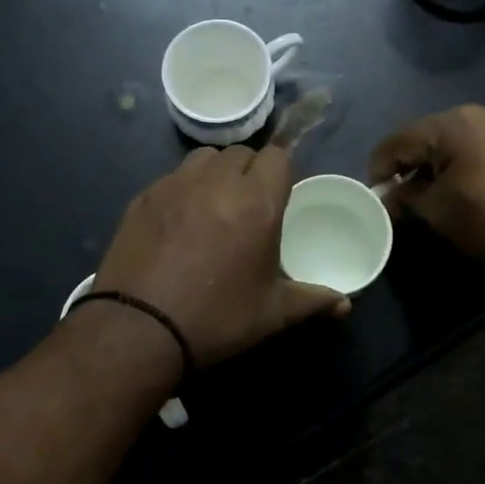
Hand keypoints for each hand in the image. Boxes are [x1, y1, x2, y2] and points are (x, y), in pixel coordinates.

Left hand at [93, 145, 349, 368]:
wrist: (139, 330)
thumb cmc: (216, 319)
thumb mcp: (272, 315)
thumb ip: (312, 301)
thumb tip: (346, 304)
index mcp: (256, 203)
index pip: (278, 156)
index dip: (281, 173)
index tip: (278, 199)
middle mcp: (217, 182)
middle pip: (242, 153)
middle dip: (250, 172)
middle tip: (248, 207)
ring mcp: (175, 185)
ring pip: (205, 158)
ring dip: (216, 173)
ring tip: (213, 206)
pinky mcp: (144, 196)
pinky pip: (173, 176)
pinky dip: (184, 188)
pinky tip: (180, 221)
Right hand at [368, 102, 484, 273]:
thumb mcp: (439, 214)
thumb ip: (406, 197)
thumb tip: (388, 196)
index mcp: (456, 122)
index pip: (401, 138)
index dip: (381, 165)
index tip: (375, 190)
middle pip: (435, 132)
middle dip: (416, 160)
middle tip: (406, 191)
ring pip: (468, 135)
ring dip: (449, 159)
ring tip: (444, 188)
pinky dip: (480, 159)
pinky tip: (479, 183)